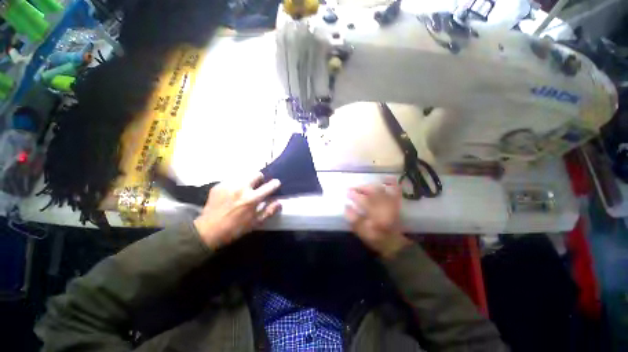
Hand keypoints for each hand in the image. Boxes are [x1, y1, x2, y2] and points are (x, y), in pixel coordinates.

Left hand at [194, 173, 280, 248]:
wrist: (208, 231)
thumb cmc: (235, 229)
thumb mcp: (255, 223)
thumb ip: (269, 211)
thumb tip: (279, 202)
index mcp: (252, 199)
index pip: (269, 186)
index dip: (275, 184)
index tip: (275, 184)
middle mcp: (241, 188)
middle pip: (256, 174)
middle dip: (260, 179)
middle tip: (257, 187)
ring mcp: (228, 185)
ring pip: (244, 175)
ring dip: (247, 181)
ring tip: (243, 190)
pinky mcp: (219, 185)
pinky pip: (232, 180)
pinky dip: (235, 185)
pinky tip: (232, 194)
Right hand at [345, 178, 410, 257]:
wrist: (395, 244)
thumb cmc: (377, 239)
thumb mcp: (362, 233)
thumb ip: (353, 219)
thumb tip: (346, 206)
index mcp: (377, 216)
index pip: (364, 201)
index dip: (354, 195)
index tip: (347, 192)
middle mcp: (386, 207)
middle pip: (373, 192)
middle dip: (361, 188)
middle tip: (352, 188)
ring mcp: (392, 204)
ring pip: (381, 190)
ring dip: (370, 186)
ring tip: (362, 187)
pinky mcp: (396, 203)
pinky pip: (396, 190)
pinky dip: (391, 183)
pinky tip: (384, 179)